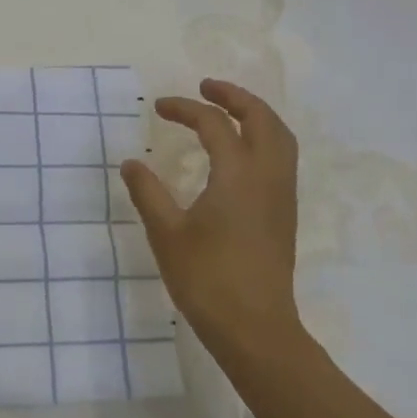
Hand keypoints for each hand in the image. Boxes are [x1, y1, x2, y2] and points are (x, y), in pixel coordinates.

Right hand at [119, 79, 302, 364]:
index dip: (185, 108)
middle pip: (262, 119)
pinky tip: (240, 152)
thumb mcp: (166, 233)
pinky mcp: (284, 214)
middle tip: (205, 87)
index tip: (158, 107)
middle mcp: (266, 176)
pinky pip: (281, 158)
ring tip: (227, 111)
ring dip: (255, 115)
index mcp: (238, 174)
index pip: (214, 123)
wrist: (256, 329)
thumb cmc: (207, 279)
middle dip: (234, 96)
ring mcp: (281, 195)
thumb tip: (132, 162)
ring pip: (280, 137)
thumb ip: (148, 192)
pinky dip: (263, 138)